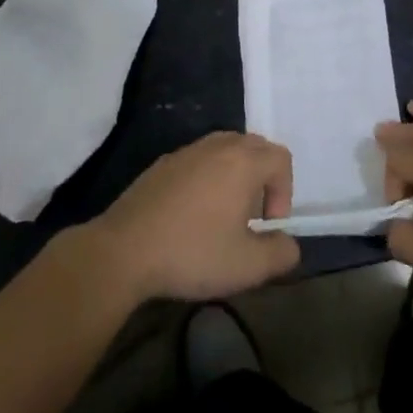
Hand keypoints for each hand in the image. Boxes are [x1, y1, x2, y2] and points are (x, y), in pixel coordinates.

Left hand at [88, 132, 300, 302]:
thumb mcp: (247, 266)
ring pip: (224, 150)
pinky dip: (206, 178)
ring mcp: (187, 152)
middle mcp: (218, 146)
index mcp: (243, 162)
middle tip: (251, 217)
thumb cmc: (192, 253)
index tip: (268, 225)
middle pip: (254, 147)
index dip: (284, 191)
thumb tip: (289, 244)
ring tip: (223, 214)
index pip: (281, 158)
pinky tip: (190, 215)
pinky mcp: (162, 164)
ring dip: (234, 176)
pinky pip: (197, 161)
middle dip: (262, 179)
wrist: (123, 251)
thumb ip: (280, 254)